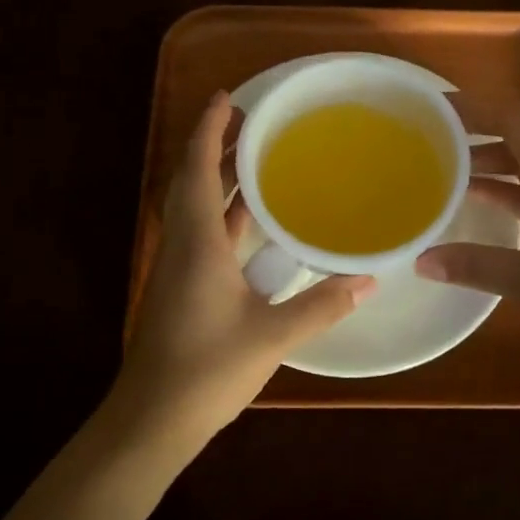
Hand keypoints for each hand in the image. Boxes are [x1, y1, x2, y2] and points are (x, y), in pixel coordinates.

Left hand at [110, 91, 373, 447]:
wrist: (151, 421)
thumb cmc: (206, 370)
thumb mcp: (271, 336)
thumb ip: (321, 305)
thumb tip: (368, 279)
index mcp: (197, 242)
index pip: (198, 169)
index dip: (209, 129)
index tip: (228, 98)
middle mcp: (182, 245)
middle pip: (193, 180)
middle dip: (216, 145)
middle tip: (252, 122)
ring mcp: (179, 268)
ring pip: (197, 207)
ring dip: (220, 179)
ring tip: (256, 158)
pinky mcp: (182, 288)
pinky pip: (203, 233)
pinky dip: (224, 214)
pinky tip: (252, 221)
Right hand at [417, 95, 519, 359]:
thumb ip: (475, 265)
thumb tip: (420, 260)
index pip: (516, 119)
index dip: (477, 106)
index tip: (437, 106)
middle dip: (479, 129)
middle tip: (434, 134)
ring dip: (492, 160)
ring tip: (448, 168)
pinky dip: (508, 189)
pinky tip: (481, 203)